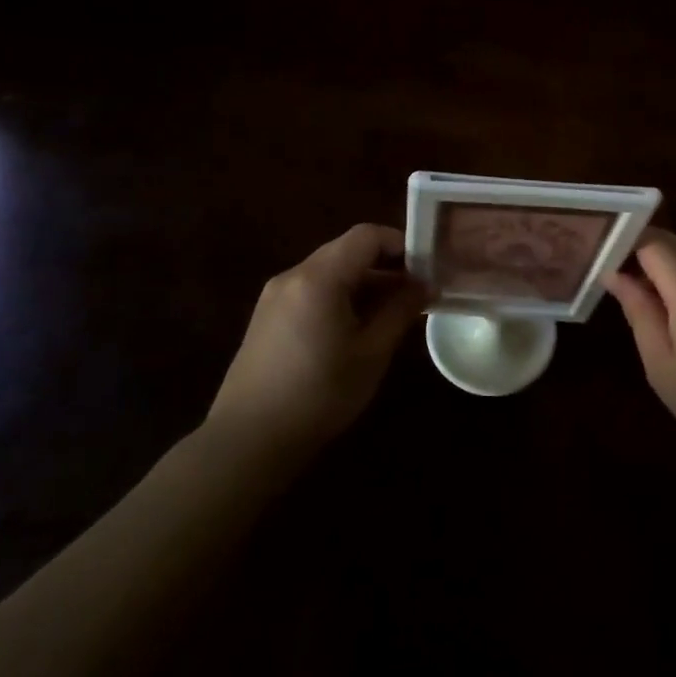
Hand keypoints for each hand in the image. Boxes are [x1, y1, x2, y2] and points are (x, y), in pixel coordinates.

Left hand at [207, 224, 428, 457]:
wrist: (248, 440)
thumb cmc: (319, 393)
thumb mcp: (372, 352)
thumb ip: (401, 311)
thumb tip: (426, 285)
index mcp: (319, 278)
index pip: (366, 236)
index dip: (401, 244)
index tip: (426, 270)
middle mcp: (293, 276)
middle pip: (347, 251)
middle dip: (385, 266)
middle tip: (415, 294)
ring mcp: (275, 296)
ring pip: (330, 272)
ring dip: (364, 284)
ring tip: (392, 315)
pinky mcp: (267, 318)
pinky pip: (312, 291)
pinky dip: (340, 297)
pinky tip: (356, 330)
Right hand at [604, 230, 675, 463]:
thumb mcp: (662, 363)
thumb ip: (639, 312)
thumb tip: (616, 276)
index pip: (651, 241)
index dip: (623, 242)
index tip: (598, 256)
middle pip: (672, 244)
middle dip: (638, 250)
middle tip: (609, 272)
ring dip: (660, 268)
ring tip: (634, 294)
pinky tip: (671, 313)